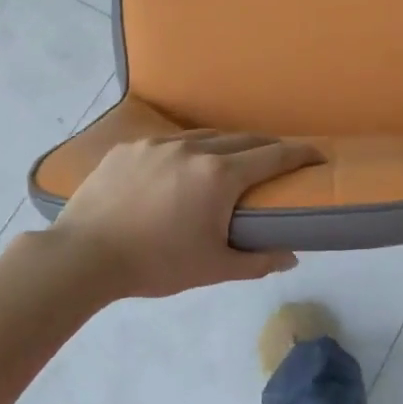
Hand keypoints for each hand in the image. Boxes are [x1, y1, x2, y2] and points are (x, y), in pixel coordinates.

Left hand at [47, 132, 322, 299]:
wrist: (84, 255)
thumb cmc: (155, 264)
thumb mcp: (212, 268)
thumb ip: (257, 261)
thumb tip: (291, 256)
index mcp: (219, 176)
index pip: (272, 157)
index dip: (300, 154)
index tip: (318, 154)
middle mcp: (193, 149)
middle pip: (242, 139)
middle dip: (267, 146)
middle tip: (280, 158)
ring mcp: (158, 144)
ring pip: (204, 136)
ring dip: (227, 144)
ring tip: (233, 158)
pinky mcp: (129, 147)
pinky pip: (169, 142)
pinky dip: (188, 149)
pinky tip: (182, 164)